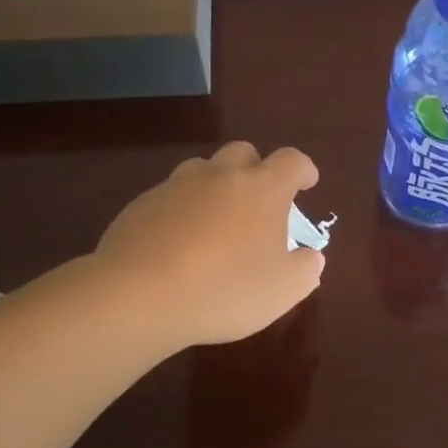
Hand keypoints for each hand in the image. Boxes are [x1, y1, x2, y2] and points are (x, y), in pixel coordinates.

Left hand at [94, 142, 324, 349]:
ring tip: (216, 221)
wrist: (138, 295)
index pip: (292, 161)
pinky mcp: (142, 204)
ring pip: (203, 170)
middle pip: (243, 152)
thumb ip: (305, 269)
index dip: (303, 170)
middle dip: (256, 169)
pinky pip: (170, 197)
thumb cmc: (225, 289)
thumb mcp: (283, 291)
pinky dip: (181, 211)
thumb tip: (309, 256)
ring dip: (215, 186)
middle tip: (259, 202)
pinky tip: (178, 244)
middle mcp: (220, 175)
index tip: (307, 184)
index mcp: (262, 188)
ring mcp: (177, 186)